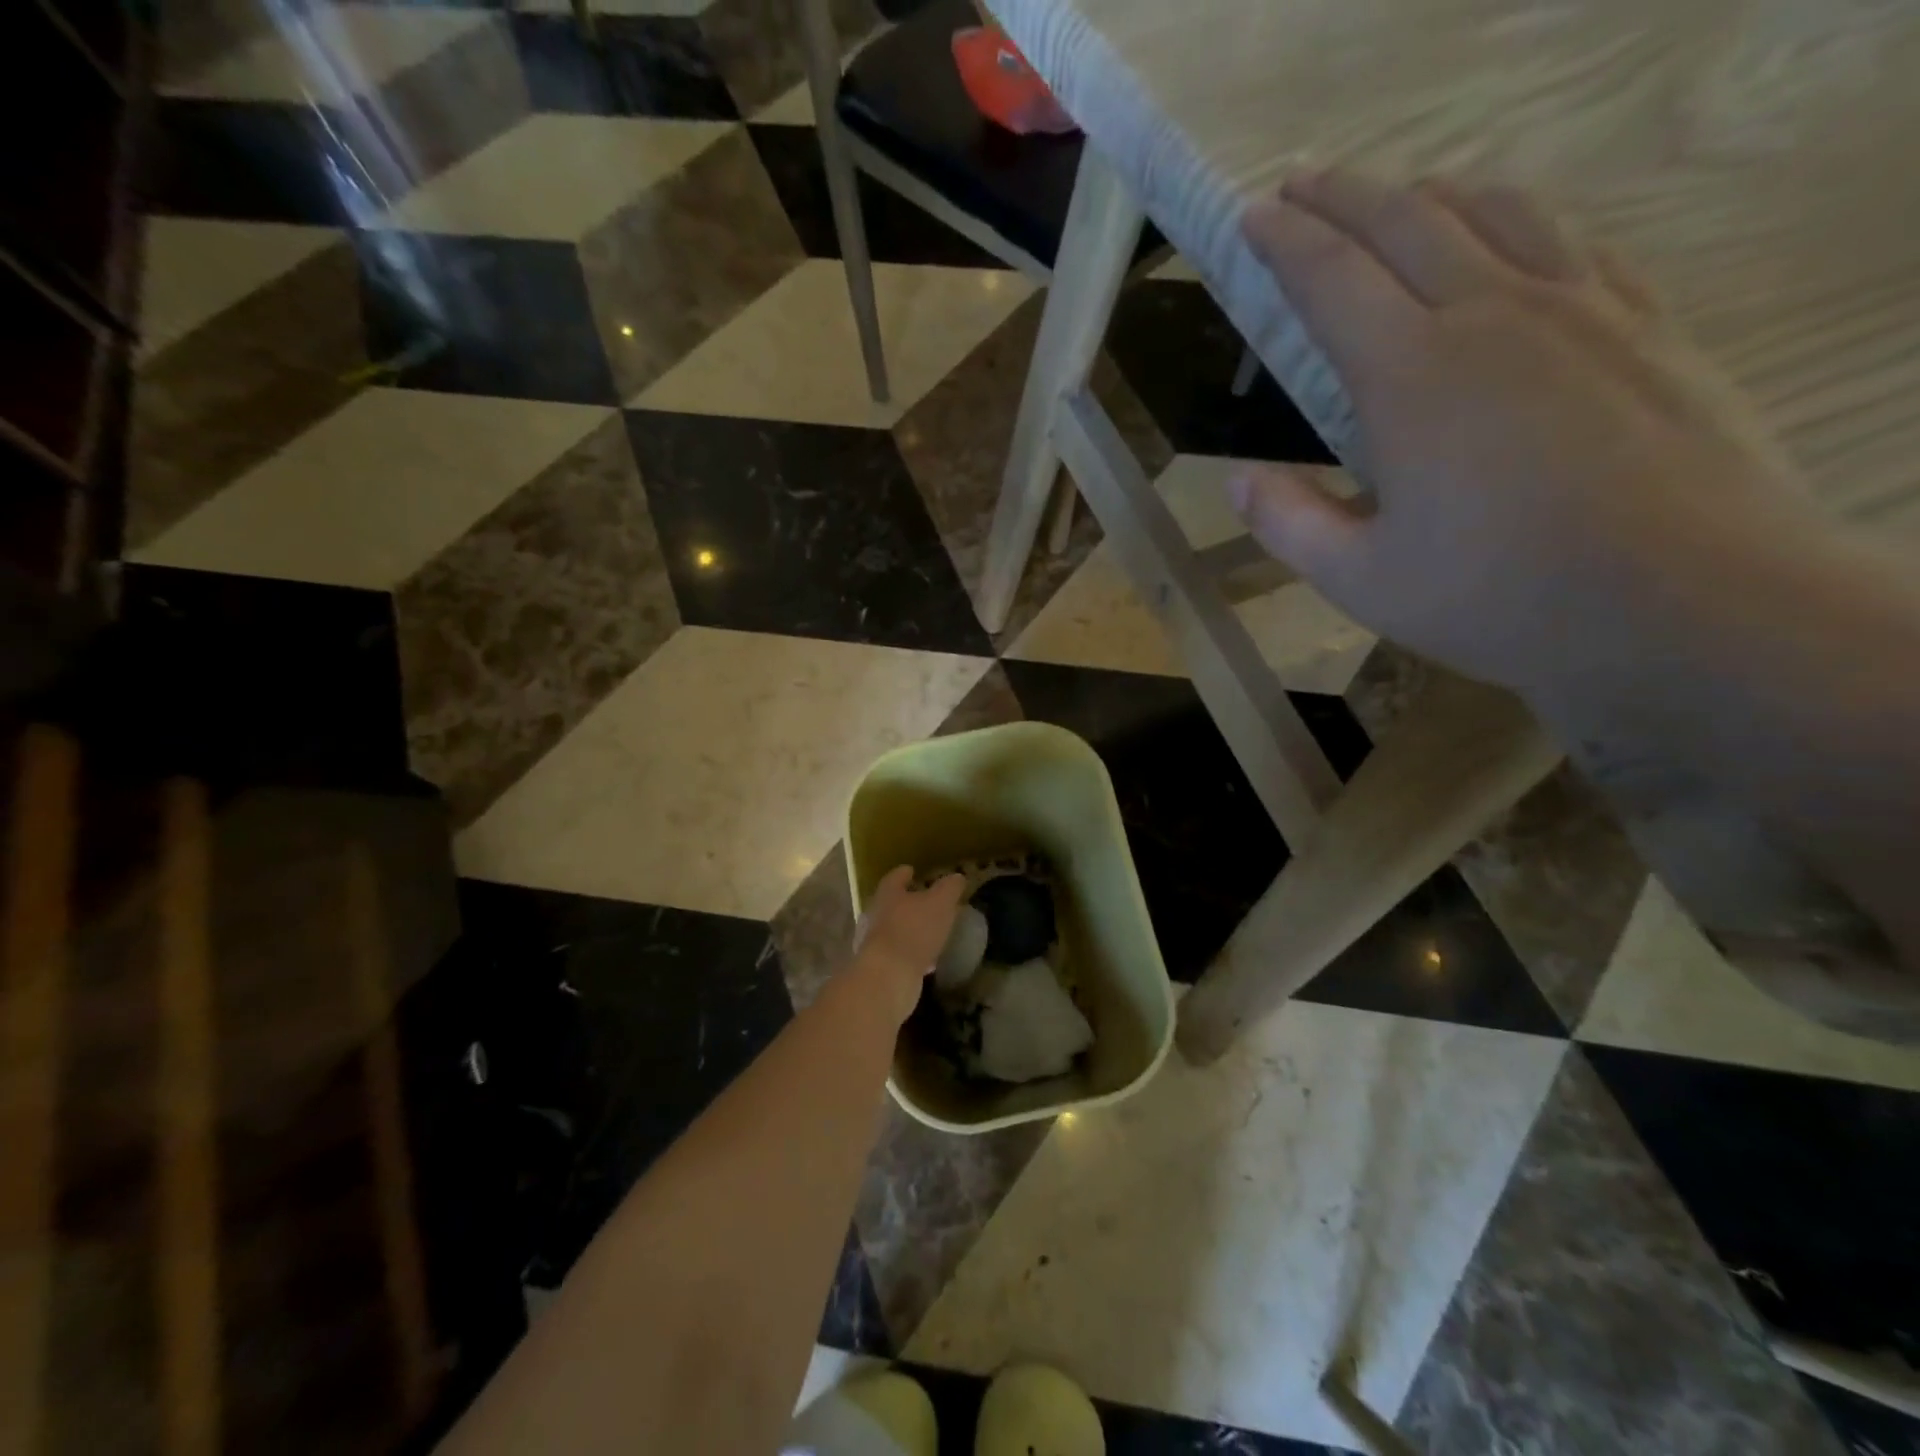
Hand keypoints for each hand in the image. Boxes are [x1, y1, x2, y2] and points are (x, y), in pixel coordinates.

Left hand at [849, 867, 965, 1024]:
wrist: (888, 976)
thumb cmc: (914, 930)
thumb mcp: (940, 903)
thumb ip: (949, 888)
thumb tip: (957, 876)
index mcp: (889, 894)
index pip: (895, 877)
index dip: (904, 873)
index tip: (911, 870)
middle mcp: (878, 915)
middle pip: (892, 903)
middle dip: (908, 902)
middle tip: (927, 901)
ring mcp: (878, 942)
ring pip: (896, 929)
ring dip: (912, 928)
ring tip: (932, 930)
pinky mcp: (882, 966)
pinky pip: (902, 954)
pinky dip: (914, 953)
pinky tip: (930, 960)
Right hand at [1233, 170, 1821, 705]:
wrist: (1684, 601)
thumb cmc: (1496, 596)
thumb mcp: (1359, 579)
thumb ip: (1288, 523)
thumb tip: (1237, 482)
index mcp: (1410, 375)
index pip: (1330, 278)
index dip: (1283, 242)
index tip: (1250, 218)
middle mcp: (1491, 314)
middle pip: (1406, 221)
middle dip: (1343, 196)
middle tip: (1301, 186)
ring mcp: (1580, 307)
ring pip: (1496, 211)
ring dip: (1430, 195)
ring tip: (1397, 198)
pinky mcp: (1645, 322)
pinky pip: (1573, 240)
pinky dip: (1520, 221)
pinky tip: (1510, 238)